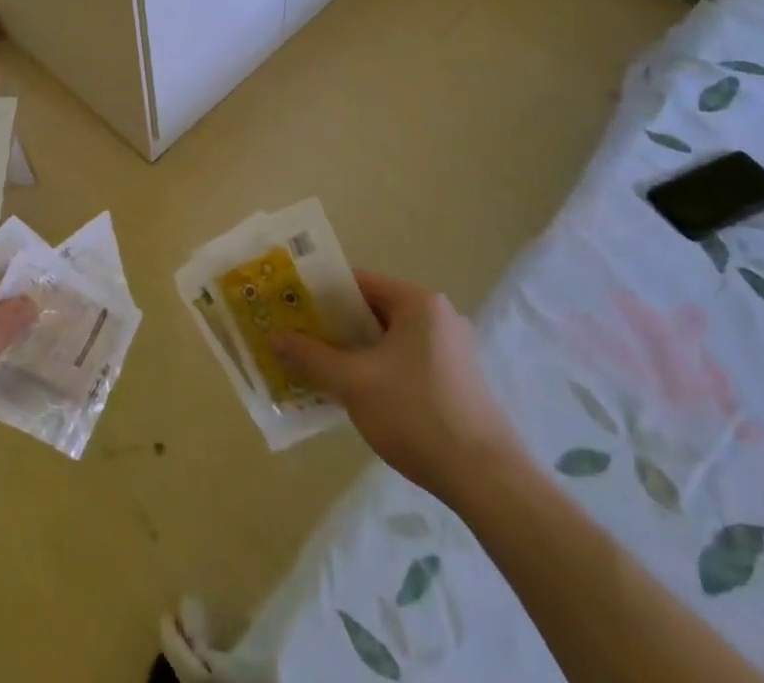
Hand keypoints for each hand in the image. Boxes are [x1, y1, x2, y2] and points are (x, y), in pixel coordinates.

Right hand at [272, 272, 521, 506]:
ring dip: (356, 352)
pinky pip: (407, 363)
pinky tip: (358, 397)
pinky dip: (380, 371)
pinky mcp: (459, 382)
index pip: (359, 282)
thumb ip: (312, 357)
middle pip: (374, 311)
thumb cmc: (416, 415)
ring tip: (321, 370)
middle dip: (335, 327)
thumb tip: (276, 338)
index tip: (293, 310)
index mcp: (418, 303)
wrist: (488, 482)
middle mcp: (439, 318)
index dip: (322, 294)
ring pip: (390, 340)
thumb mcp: (353, 383)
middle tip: (301, 340)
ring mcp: (453, 351)